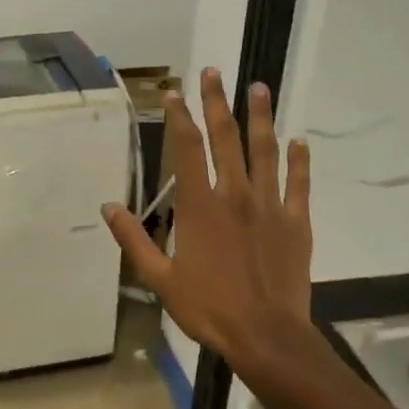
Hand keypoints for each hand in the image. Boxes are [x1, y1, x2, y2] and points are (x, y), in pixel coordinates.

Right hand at [101, 68, 310, 366]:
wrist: (265, 336)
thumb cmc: (208, 308)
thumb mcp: (159, 278)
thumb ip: (134, 240)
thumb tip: (109, 207)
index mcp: (200, 206)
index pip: (187, 148)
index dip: (179, 117)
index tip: (174, 94)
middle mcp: (235, 194)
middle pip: (226, 138)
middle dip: (216, 102)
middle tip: (213, 72)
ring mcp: (270, 205)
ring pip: (265, 151)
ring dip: (261, 117)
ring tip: (258, 88)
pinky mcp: (296, 222)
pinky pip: (299, 183)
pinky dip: (299, 161)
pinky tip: (299, 141)